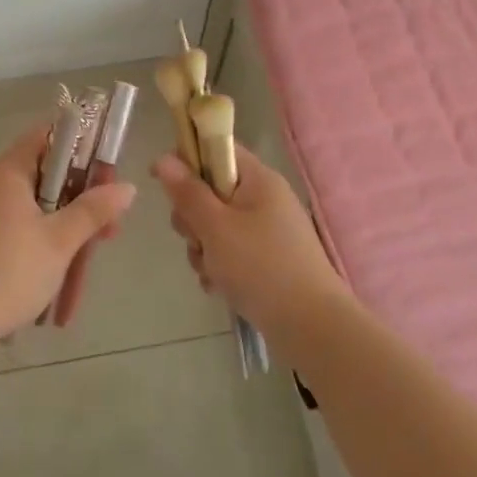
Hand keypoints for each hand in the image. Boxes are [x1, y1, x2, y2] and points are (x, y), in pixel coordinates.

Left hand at [0, 126, 135, 353]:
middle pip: (45, 177)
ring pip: (32, 210)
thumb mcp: (59, 242)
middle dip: (80, 203)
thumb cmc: (7, 273)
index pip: (48, 136)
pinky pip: (14, 232)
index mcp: (7, 172)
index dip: (82, 147)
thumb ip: (94, 211)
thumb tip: (128, 186)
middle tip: (107, 233)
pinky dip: (38, 249)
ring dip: (62, 234)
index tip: (108, 174)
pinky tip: (54, 284)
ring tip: (84, 269)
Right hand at [153, 143, 348, 339]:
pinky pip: (230, 251)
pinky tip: (219, 287)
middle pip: (211, 191)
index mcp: (258, 179)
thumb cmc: (261, 267)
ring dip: (203, 248)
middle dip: (193, 218)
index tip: (164, 183)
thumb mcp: (216, 228)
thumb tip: (164, 158)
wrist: (312, 327)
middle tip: (196, 238)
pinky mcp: (267, 259)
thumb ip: (188, 193)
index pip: (216, 149)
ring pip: (215, 226)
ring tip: (212, 272)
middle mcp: (264, 199)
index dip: (187, 160)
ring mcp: (267, 231)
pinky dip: (219, 267)